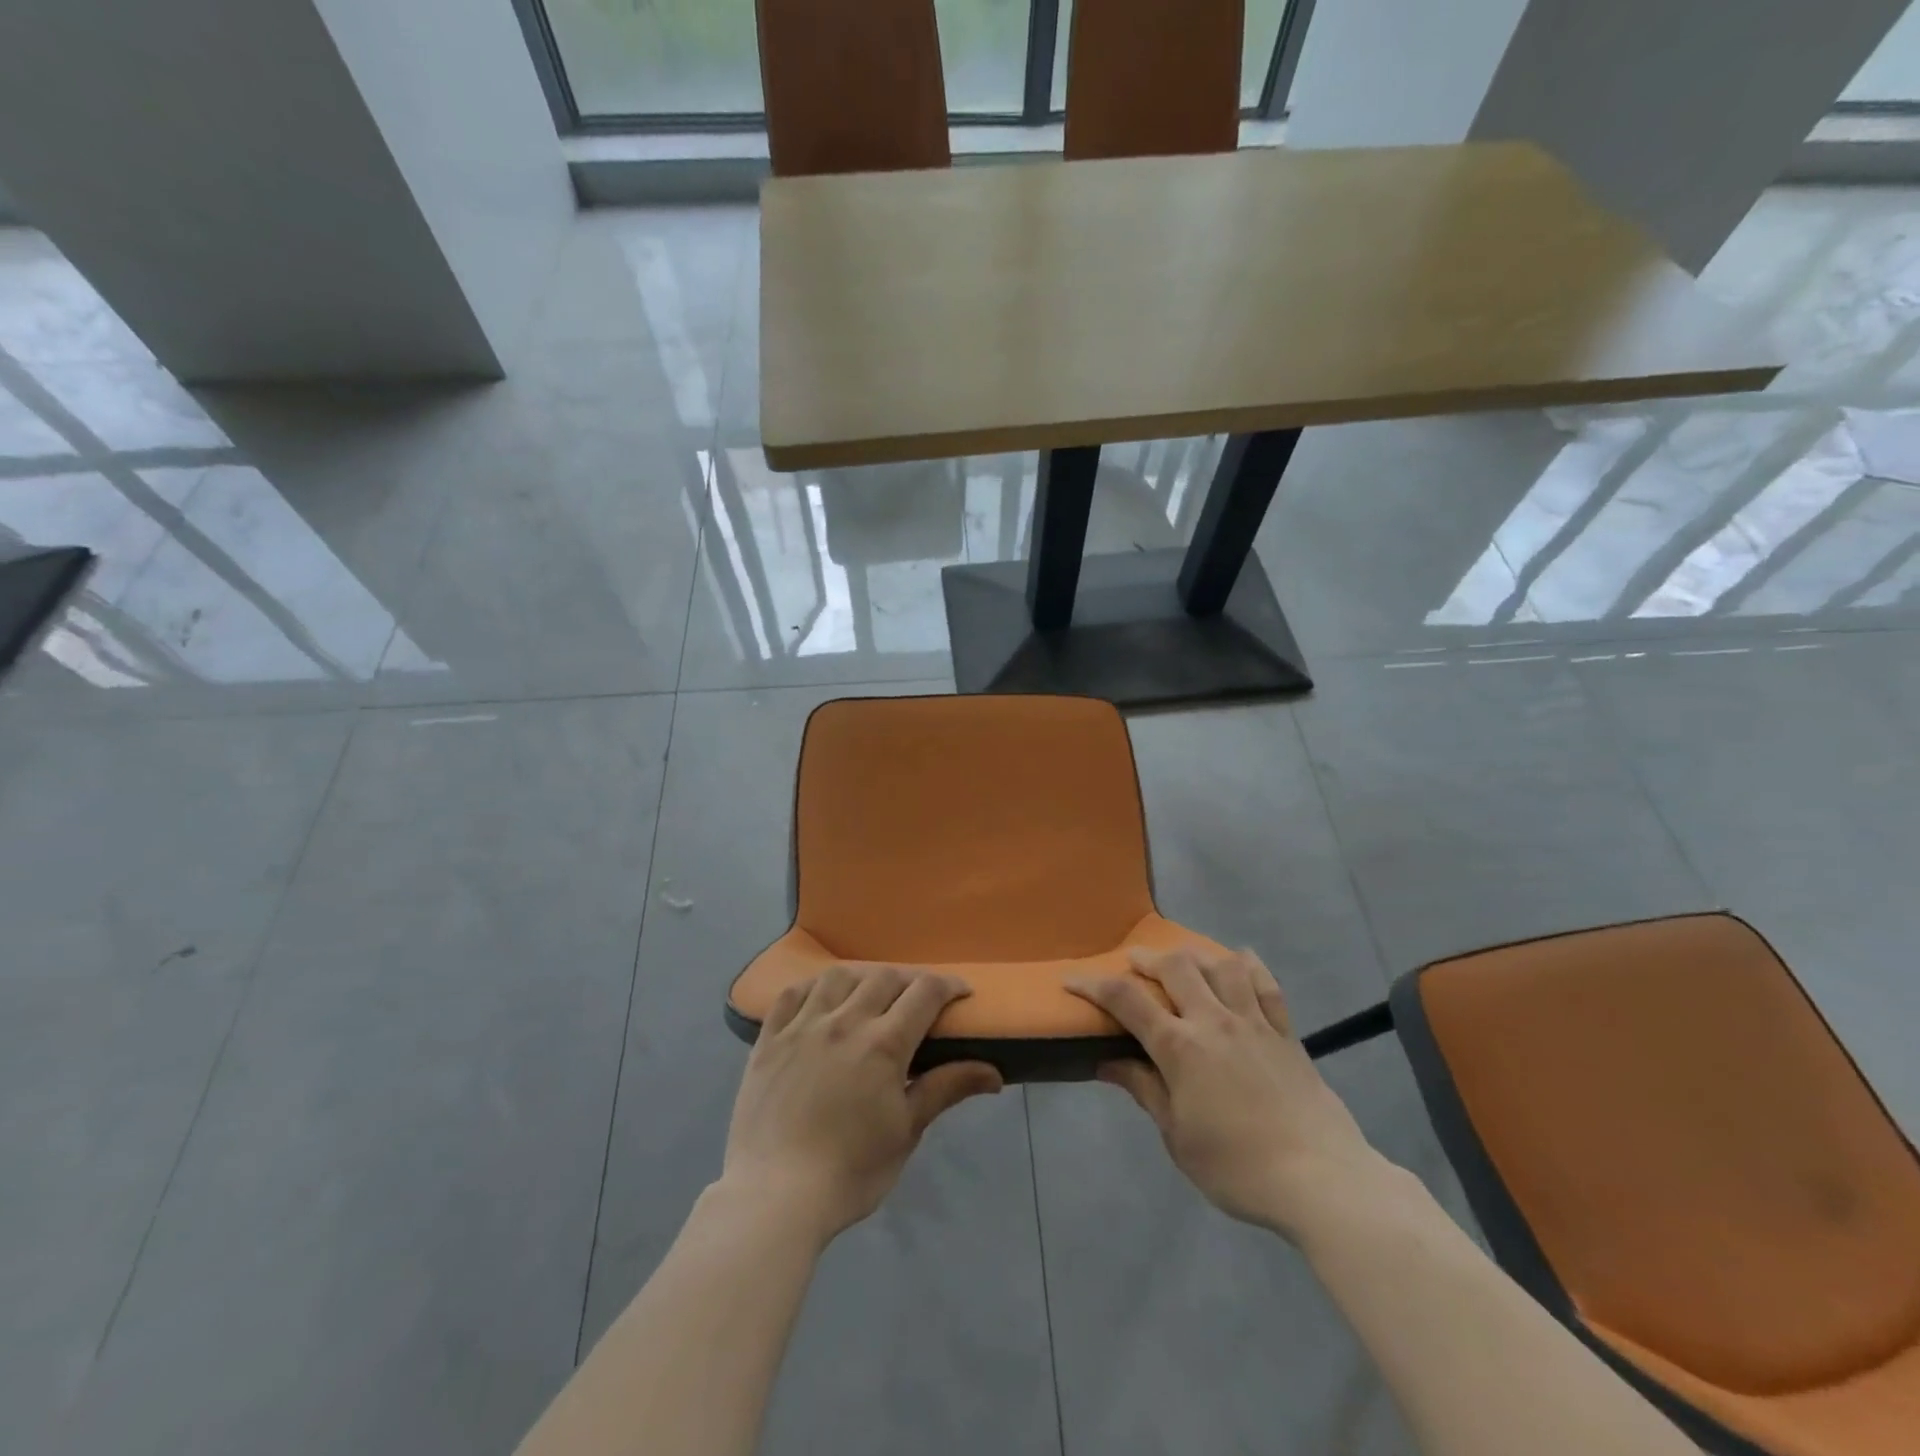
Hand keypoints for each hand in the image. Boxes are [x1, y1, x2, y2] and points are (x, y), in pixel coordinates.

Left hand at [721, 966, 1003, 1244]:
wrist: (774, 1196)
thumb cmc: (850, 1171)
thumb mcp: (906, 1131)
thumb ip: (946, 1089)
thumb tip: (994, 1072)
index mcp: (883, 1043)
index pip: (925, 993)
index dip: (948, 986)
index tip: (961, 993)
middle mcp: (844, 1021)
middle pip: (884, 977)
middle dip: (909, 981)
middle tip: (918, 999)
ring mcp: (802, 1026)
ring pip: (838, 977)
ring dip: (863, 976)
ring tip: (870, 993)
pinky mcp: (769, 1039)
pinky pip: (792, 993)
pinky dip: (813, 985)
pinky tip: (821, 996)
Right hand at [1068, 947, 1387, 1240]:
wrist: (1320, 1180)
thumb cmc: (1237, 1167)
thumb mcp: (1177, 1137)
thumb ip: (1143, 1090)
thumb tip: (1106, 1062)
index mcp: (1180, 1048)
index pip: (1127, 1001)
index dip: (1093, 985)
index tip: (1071, 980)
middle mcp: (1213, 1021)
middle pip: (1175, 967)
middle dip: (1147, 959)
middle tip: (1133, 963)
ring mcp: (1254, 1022)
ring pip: (1220, 965)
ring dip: (1195, 956)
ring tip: (1183, 961)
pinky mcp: (1286, 1033)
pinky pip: (1267, 985)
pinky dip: (1250, 967)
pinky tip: (1240, 960)